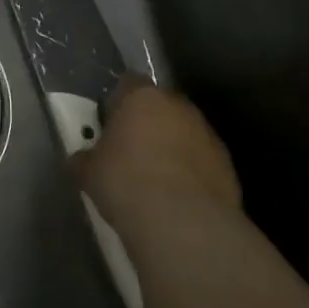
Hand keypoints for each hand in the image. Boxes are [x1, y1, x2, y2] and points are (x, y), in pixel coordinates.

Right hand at [74, 80, 242, 240]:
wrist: (181, 223)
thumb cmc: (125, 182)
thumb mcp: (88, 171)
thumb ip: (85, 158)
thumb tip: (80, 161)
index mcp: (142, 97)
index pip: (127, 84)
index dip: (116, 103)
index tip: (108, 125)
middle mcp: (178, 106)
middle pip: (160, 108)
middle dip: (147, 125)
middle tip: (130, 153)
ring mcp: (207, 135)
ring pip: (184, 134)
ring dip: (172, 149)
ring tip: (155, 181)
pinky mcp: (227, 165)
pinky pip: (202, 162)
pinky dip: (191, 174)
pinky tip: (177, 199)